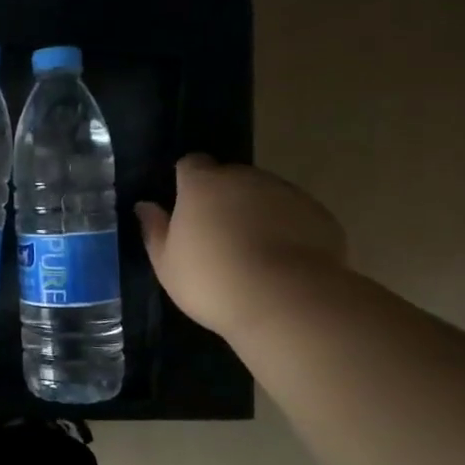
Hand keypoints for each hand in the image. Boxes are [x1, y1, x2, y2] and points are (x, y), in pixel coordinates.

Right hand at [135, 154, 345, 337]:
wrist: (286, 301)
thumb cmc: (211, 280)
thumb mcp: (166, 263)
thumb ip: (154, 230)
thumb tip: (145, 206)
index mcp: (202, 184)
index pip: (191, 164)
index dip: (187, 181)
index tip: (185, 207)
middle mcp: (244, 178)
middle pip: (230, 178)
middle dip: (223, 198)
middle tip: (217, 235)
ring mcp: (286, 193)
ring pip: (264, 194)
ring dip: (256, 212)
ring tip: (253, 252)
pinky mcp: (319, 214)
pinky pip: (294, 215)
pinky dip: (288, 229)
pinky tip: (283, 262)